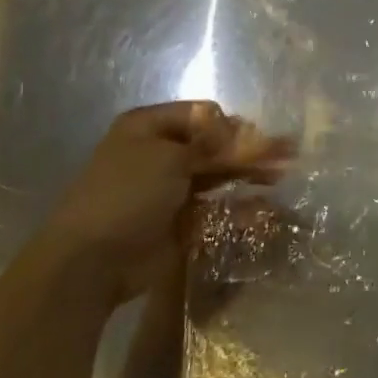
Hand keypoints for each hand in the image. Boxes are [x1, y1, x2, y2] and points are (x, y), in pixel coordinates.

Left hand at [46, 101, 293, 298]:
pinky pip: (215, 208)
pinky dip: (239, 206)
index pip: (202, 115)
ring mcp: (170, 189)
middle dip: (249, 149)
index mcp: (149, 127)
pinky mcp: (179, 222)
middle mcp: (160, 153)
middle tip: (287, 155)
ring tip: (282, 175)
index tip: (256, 140)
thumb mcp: (169, 158)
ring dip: (248, 174)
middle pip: (213, 145)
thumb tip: (246, 134)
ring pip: (218, 176)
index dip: (231, 126)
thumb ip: (213, 146)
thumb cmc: (126, 195)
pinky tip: (265, 208)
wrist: (90, 263)